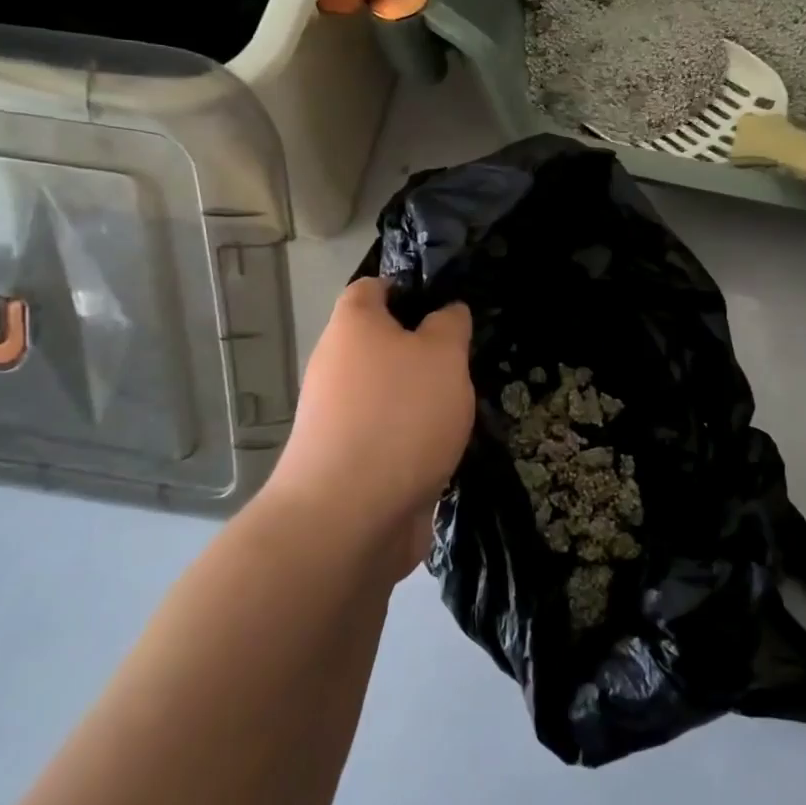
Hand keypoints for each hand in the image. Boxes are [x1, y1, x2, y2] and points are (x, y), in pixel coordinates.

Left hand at [270, 278, 472, 576]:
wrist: (349, 517)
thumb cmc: (400, 415)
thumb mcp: (443, 355)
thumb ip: (450, 326)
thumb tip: (447, 312)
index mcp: (353, 327)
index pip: (373, 287)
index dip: (409, 286)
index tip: (449, 300)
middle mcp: (337, 366)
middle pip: (383, 342)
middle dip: (426, 349)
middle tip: (468, 357)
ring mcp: (339, 417)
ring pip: (389, 391)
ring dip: (425, 397)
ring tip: (468, 403)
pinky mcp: (349, 462)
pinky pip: (390, 433)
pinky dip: (416, 437)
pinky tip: (449, 446)